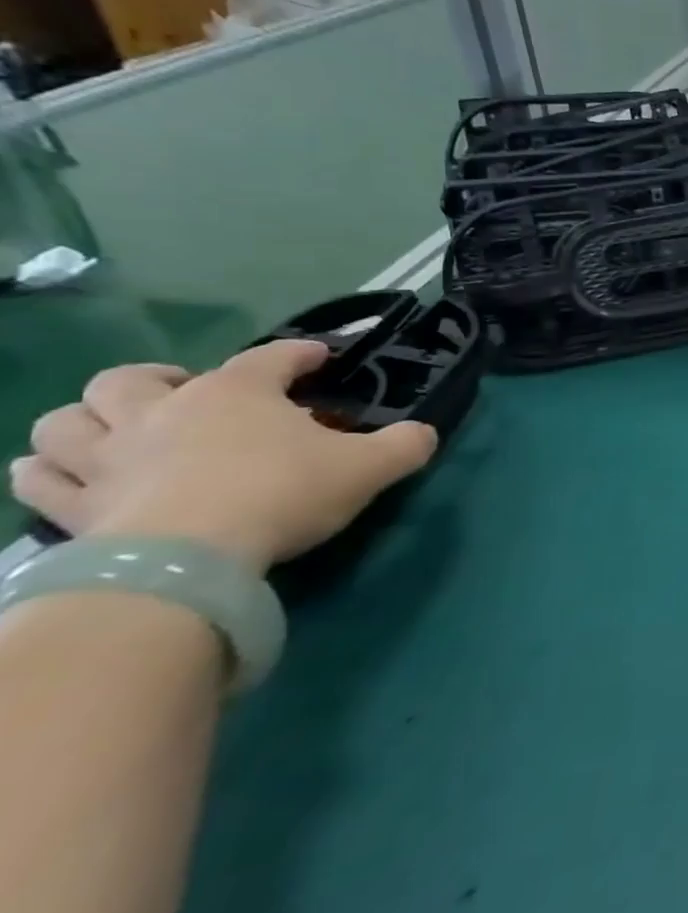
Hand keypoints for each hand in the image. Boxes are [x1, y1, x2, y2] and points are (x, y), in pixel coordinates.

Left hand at [10, 342, 438, 574]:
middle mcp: (162, 411)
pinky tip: (72, 480)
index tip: (317, 360)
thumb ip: (405, 445)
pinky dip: (49, 473)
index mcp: (236, 392)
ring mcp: (107, 458)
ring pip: (64, 421)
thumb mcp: (370, 467)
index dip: (298, 354)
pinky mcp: (73, 507)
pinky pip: (36, 480)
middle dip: (155, 380)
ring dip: (86, 422)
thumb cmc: (282, 494)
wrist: (188, 558)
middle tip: (186, 397)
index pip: (271, 356)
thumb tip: (424, 434)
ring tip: (116, 434)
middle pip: (131, 378)